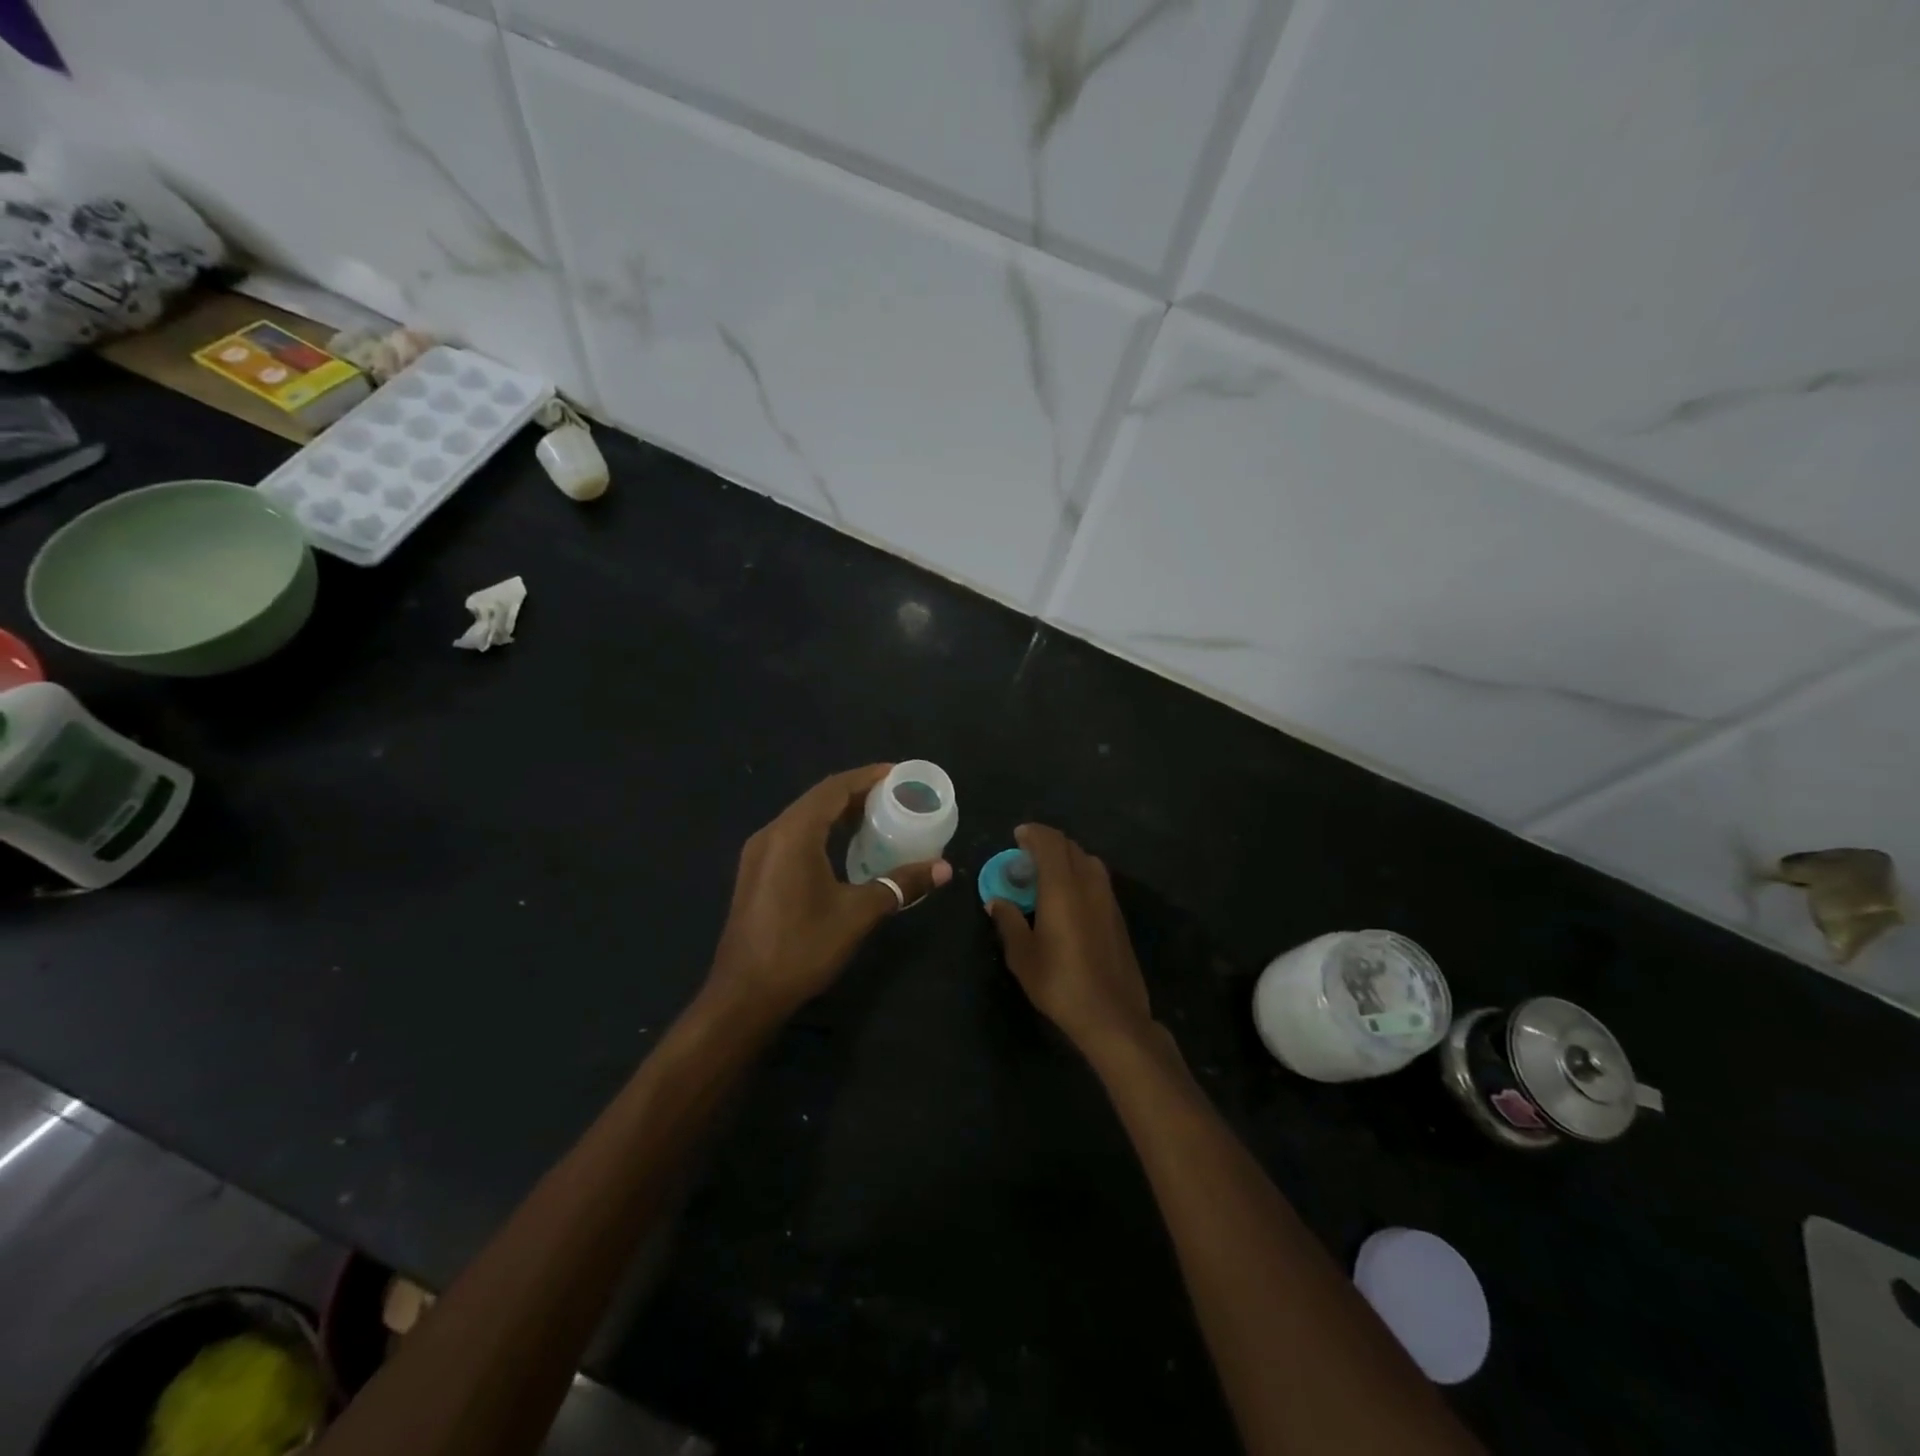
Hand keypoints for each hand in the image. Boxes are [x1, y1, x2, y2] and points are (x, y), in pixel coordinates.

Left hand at [708, 764, 951, 1020]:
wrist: (744, 996)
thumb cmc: (802, 948)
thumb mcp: (858, 914)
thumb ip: (900, 885)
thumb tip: (943, 868)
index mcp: (793, 834)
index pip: (834, 789)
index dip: (867, 777)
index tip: (898, 774)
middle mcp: (771, 834)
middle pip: (818, 799)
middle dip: (856, 792)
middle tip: (895, 796)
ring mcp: (759, 854)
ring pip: (804, 818)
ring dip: (838, 813)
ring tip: (877, 816)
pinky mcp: (756, 873)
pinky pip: (794, 837)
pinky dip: (823, 831)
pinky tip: (845, 848)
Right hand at [986, 824, 1154, 1054]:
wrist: (1112, 1015)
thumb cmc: (1060, 983)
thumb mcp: (1022, 955)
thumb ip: (1008, 921)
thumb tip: (996, 901)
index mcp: (1062, 887)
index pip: (1050, 843)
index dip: (1033, 834)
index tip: (1017, 836)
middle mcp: (1089, 884)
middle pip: (1070, 847)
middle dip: (1048, 844)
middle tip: (1026, 856)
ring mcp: (1108, 899)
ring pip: (1088, 861)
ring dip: (1066, 858)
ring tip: (1046, 875)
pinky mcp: (1117, 916)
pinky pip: (1097, 880)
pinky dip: (1079, 875)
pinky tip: (1067, 898)